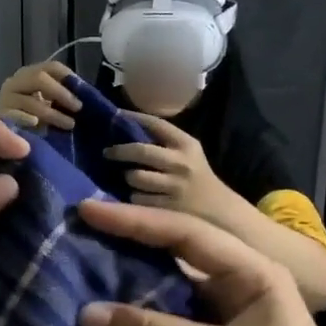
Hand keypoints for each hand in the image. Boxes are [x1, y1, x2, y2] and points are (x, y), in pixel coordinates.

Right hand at [0, 61, 79, 130]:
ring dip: (53, 114)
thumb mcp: (50, 104)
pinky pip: (16, 117)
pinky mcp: (0, 117)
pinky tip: (38, 125)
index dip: (70, 77)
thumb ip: (64, 97)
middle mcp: (15, 82)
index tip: (84, 93)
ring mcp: (5, 99)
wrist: (2, 137)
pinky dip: (28, 120)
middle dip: (62, 93)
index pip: (52, 67)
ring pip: (31, 101)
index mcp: (30, 74)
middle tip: (78, 108)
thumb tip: (87, 95)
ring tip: (69, 125)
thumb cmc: (33, 120)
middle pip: (39, 78)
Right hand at [76, 200, 325, 325]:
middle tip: (73, 238)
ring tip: (74, 279)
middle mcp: (234, 292)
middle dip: (124, 250)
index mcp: (250, 274)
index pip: (183, 234)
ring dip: (123, 294)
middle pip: (170, 261)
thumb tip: (85, 313)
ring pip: (162, 301)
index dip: (133, 221)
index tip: (86, 212)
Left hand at [104, 114, 231, 220]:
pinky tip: (139, 195)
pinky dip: (134, 196)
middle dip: (119, 151)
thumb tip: (126, 129)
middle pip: (140, 151)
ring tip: (128, 176)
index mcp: (187, 145)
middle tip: (107, 152)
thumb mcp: (189, 153)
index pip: (156, 124)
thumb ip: (164, 142)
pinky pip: (137, 198)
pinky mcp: (167, 207)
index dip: (134, 117)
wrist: (219, 210)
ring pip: (135, 176)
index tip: (116, 115)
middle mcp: (181, 163)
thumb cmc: (197, 177)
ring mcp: (174, 186)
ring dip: (127, 176)